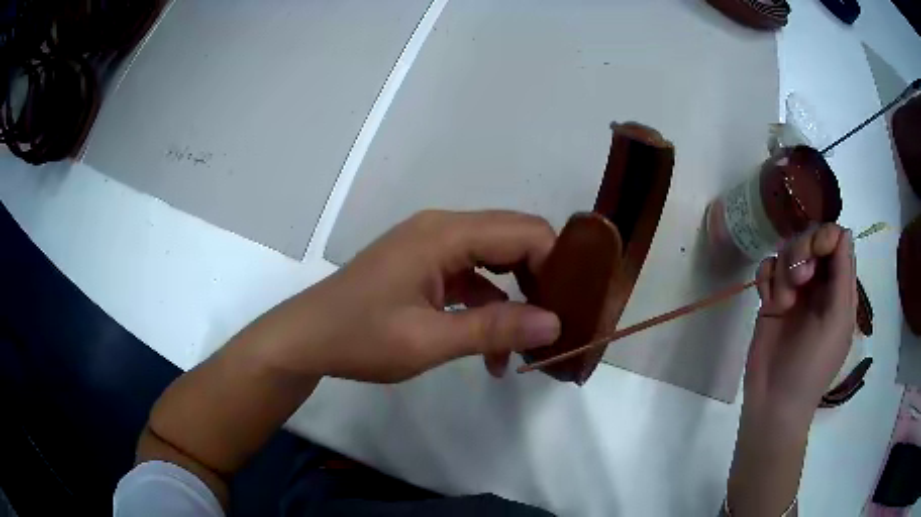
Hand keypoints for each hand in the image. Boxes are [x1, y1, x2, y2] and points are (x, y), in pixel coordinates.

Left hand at [258, 210, 561, 382]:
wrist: (306, 339)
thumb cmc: (360, 338)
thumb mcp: (427, 340)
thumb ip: (493, 329)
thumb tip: (555, 324)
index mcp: (444, 234)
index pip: (524, 231)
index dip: (556, 264)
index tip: (571, 306)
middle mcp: (443, 229)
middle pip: (514, 240)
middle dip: (542, 280)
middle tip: (558, 324)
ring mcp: (432, 247)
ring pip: (495, 261)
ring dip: (515, 300)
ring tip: (527, 345)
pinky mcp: (424, 267)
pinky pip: (472, 278)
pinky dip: (488, 308)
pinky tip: (491, 351)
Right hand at [746, 223, 856, 415]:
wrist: (774, 401)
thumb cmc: (813, 365)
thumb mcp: (837, 320)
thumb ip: (843, 275)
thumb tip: (844, 231)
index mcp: (839, 289)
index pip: (836, 242)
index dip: (826, 237)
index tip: (816, 252)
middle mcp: (819, 285)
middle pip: (811, 240)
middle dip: (803, 251)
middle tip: (800, 279)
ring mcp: (794, 292)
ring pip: (788, 251)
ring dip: (785, 270)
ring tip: (783, 301)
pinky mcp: (771, 300)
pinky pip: (768, 268)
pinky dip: (767, 277)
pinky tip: (768, 299)